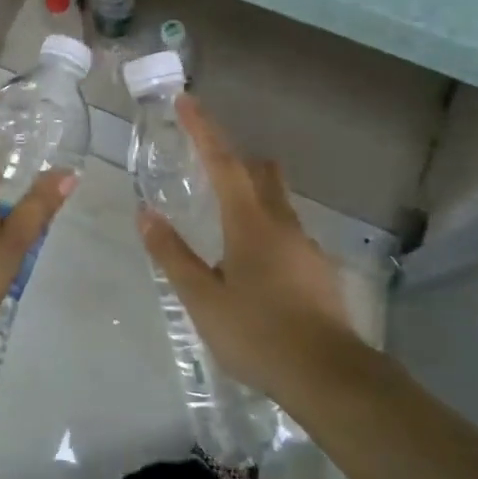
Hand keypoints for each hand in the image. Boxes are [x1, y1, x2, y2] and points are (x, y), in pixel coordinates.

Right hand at [137, 95, 354, 397]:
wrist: (331, 378)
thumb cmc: (259, 334)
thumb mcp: (203, 299)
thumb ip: (173, 255)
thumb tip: (146, 214)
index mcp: (251, 223)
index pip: (223, 163)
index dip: (203, 130)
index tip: (188, 100)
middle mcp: (283, 225)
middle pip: (262, 174)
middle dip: (237, 160)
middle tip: (210, 164)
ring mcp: (307, 248)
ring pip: (278, 206)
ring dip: (253, 199)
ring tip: (225, 228)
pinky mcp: (319, 273)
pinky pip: (288, 236)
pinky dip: (267, 234)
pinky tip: (255, 270)